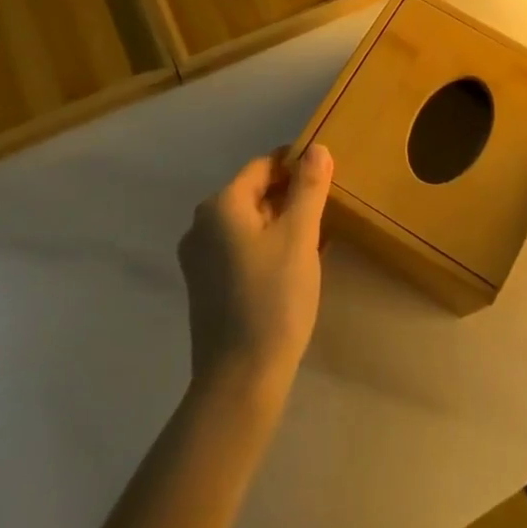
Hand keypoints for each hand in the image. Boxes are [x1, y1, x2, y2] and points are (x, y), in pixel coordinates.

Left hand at [178, 145, 332, 401]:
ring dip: (280, 223)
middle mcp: (201, 225)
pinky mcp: (205, 286)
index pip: (262, 167)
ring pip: (247, 224)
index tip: (328, 175)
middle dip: (290, 196)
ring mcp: (199, 258)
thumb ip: (309, 188)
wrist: (240, 379)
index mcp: (220, 205)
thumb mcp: (299, 237)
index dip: (296, 166)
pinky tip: (293, 265)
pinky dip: (266, 246)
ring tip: (317, 236)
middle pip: (253, 194)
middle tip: (328, 207)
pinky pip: (239, 249)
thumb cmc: (273, 298)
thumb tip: (317, 148)